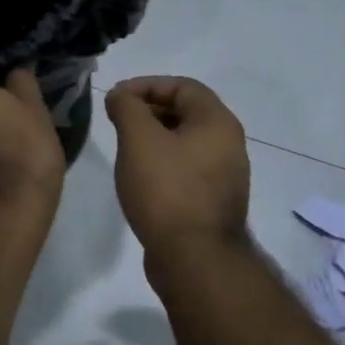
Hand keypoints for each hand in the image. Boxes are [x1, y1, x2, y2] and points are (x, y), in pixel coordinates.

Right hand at [105, 77, 251, 262]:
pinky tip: (141, 178)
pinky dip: (163, 163)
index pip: (182, 86)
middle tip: (116, 121)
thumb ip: (127, 108)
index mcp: (217, 122)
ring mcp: (224, 175)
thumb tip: (120, 95)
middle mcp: (228, 144)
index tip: (115, 99)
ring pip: (186, 142)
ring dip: (154, 138)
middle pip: (186, 112)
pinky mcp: (213, 201)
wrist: (194, 258)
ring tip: (124, 148)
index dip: (146, 85)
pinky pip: (187, 168)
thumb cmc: (166, 191)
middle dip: (148, 110)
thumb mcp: (139, 140)